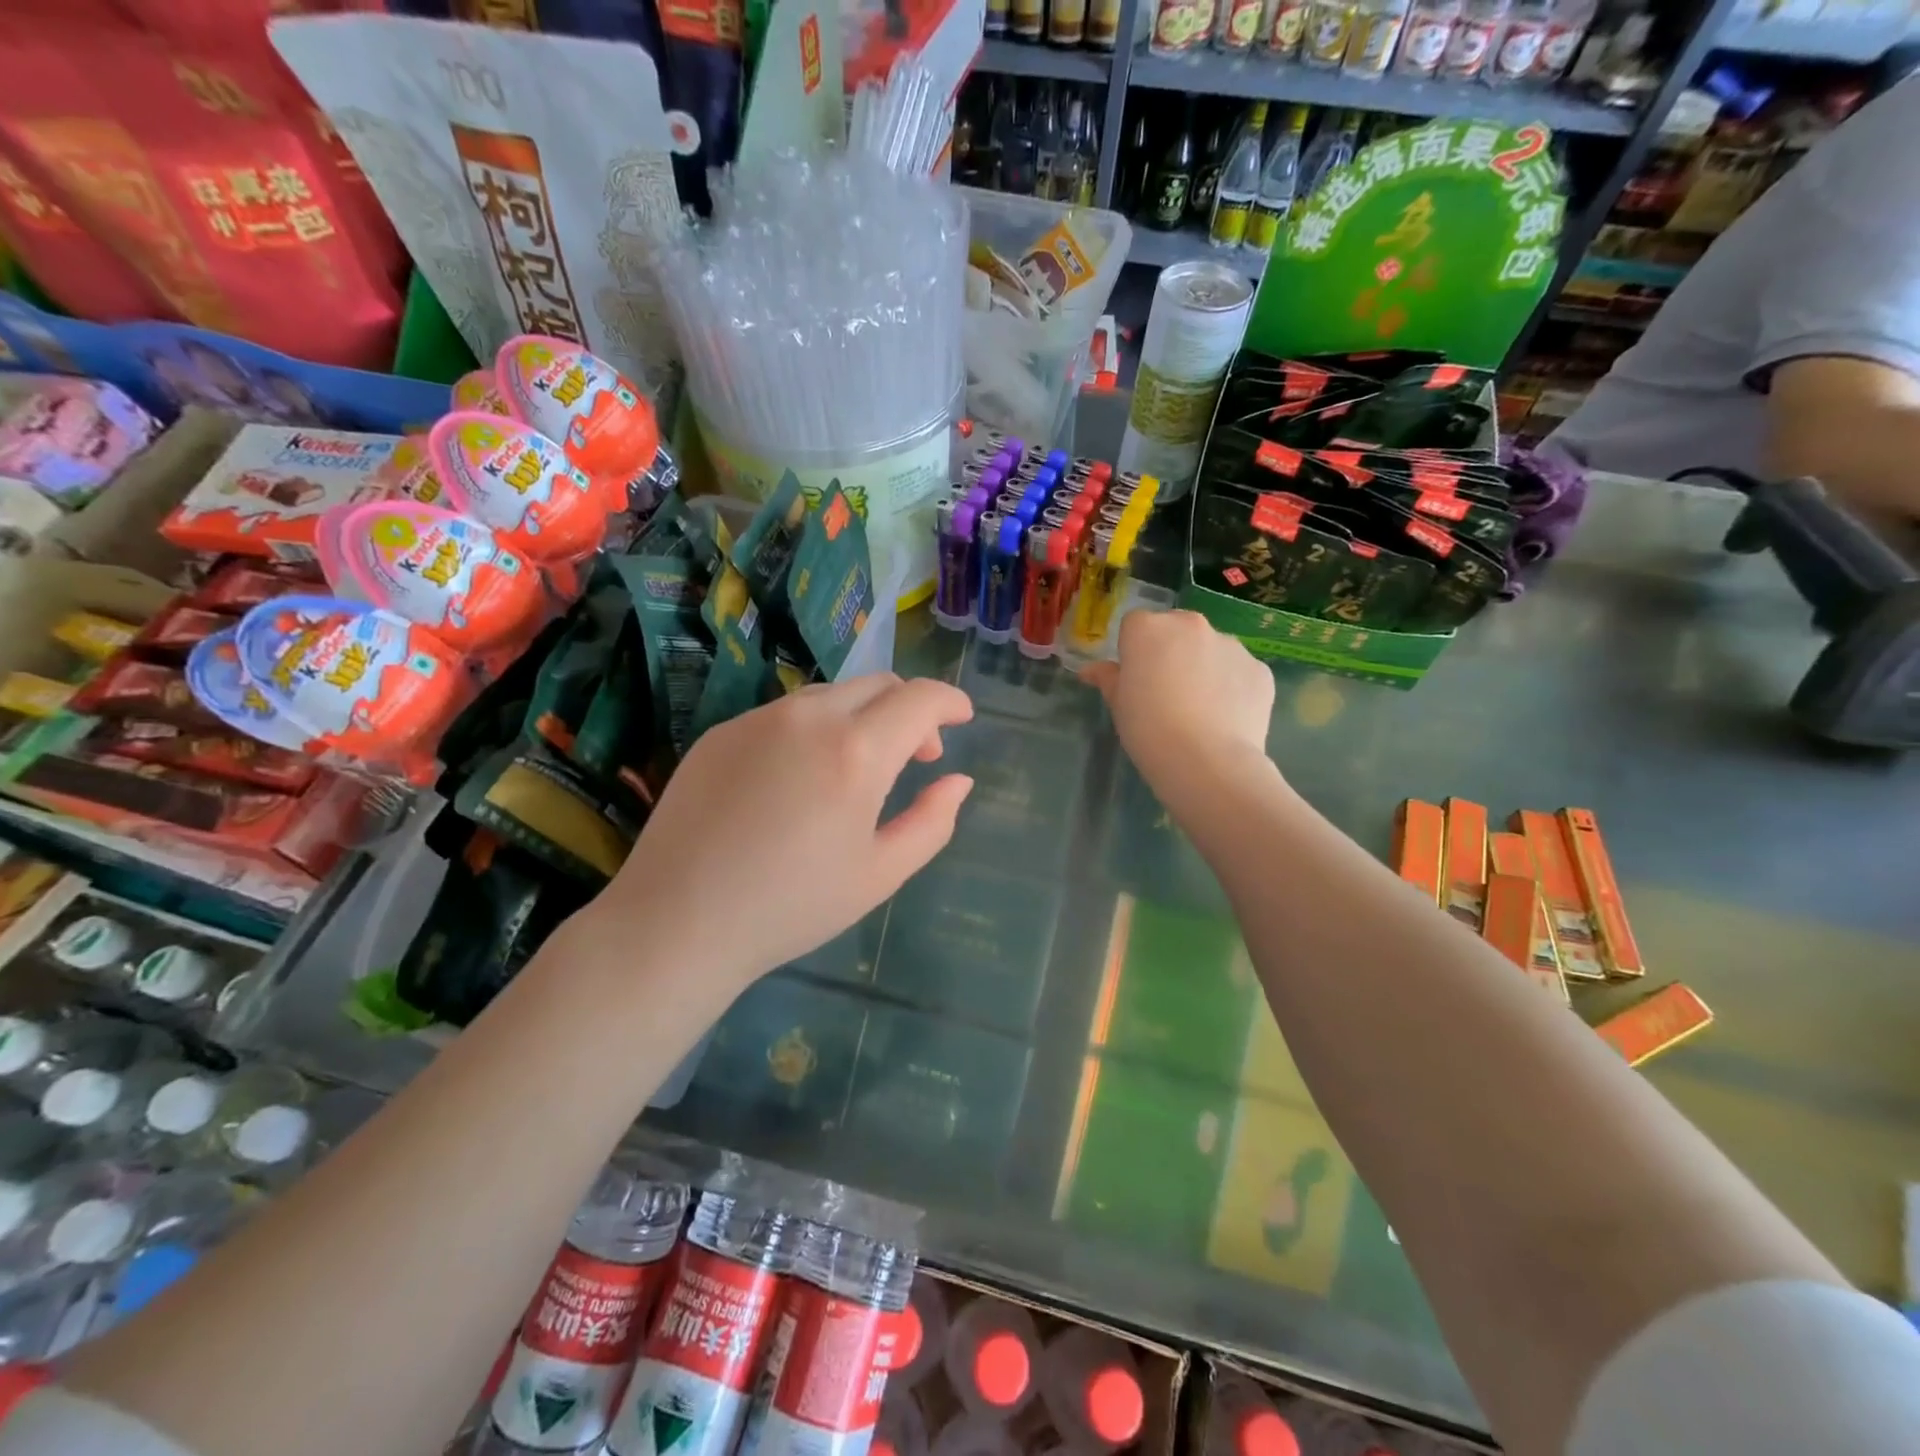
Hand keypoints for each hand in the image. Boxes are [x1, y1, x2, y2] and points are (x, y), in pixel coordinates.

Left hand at [585, 674, 973, 986]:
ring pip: (831, 695)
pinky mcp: (722, 731)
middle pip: (877, 685)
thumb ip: (932, 821)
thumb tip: (958, 780)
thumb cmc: (791, 906)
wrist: (678, 921)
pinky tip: (801, 778)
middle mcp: (808, 718)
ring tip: (858, 769)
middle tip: (916, 756)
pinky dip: (816, 729)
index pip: (919, 698)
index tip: (963, 717)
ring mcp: (758, 719)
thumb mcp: (880, 874)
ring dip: (863, 717)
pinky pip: (786, 714)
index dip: (950, 701)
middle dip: (910, 709)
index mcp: (856, 752)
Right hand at [1081, 609, 1275, 794]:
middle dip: (1172, 651)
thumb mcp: (1118, 705)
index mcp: (1149, 629)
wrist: (1206, 761)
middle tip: (1167, 691)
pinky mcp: (1260, 669)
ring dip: (1204, 667)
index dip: (1134, 651)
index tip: (1136, 679)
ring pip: (1212, 649)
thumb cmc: (1148, 729)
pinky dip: (1232, 687)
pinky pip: (1239, 672)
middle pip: (1177, 629)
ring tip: (1201, 709)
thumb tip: (1090, 670)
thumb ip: (1108, 679)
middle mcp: (1192, 625)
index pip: (1136, 625)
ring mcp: (1231, 645)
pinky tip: (1225, 718)